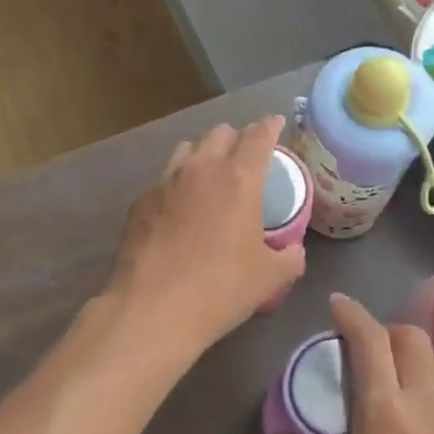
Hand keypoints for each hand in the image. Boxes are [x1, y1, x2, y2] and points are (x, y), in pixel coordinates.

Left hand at [105, 116, 305, 360]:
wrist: (151, 310)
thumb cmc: (219, 289)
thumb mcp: (268, 278)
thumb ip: (289, 259)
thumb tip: (294, 252)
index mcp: (239, 179)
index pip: (259, 135)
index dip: (271, 126)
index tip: (276, 123)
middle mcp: (200, 170)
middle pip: (220, 133)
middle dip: (236, 138)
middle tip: (245, 157)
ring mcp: (164, 183)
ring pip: (187, 149)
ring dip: (203, 154)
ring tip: (210, 176)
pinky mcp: (139, 203)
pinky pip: (163, 180)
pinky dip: (177, 185)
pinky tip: (178, 210)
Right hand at [278, 295, 433, 433]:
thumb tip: (283, 432)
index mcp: (386, 414)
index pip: (370, 339)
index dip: (351, 313)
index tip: (336, 305)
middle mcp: (429, 404)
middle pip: (411, 338)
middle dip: (383, 332)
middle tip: (361, 353)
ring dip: (410, 359)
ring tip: (390, 387)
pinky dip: (431, 391)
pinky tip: (420, 428)